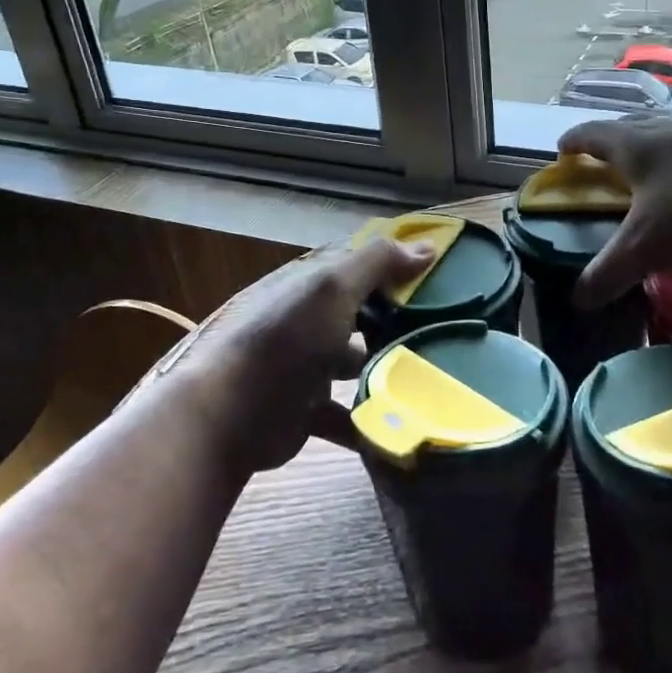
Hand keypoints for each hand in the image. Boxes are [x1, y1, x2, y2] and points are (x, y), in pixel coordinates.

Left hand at [168, 237, 433, 475]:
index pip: (359, 267)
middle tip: (442, 331)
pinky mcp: (305, 411)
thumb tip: (428, 246)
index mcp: (312, 287)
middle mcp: (308, 321)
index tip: (439, 279)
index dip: (396, 268)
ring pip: (354, 363)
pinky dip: (369, 421)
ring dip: (385, 371)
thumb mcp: (333, 288)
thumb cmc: (286, 341)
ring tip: (429, 378)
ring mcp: (305, 367)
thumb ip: (377, 263)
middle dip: (396, 323)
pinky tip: (400, 426)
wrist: (229, 416)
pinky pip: (346, 414)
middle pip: (361, 315)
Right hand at [557, 116, 671, 306]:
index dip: (573, 142)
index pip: (591, 133)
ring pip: (664, 136)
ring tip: (645, 172)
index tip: (560, 151)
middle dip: (608, 142)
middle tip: (598, 161)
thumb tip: (577, 299)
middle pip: (627, 127)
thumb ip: (610, 271)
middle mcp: (665, 130)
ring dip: (648, 149)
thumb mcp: (648, 245)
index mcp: (634, 144)